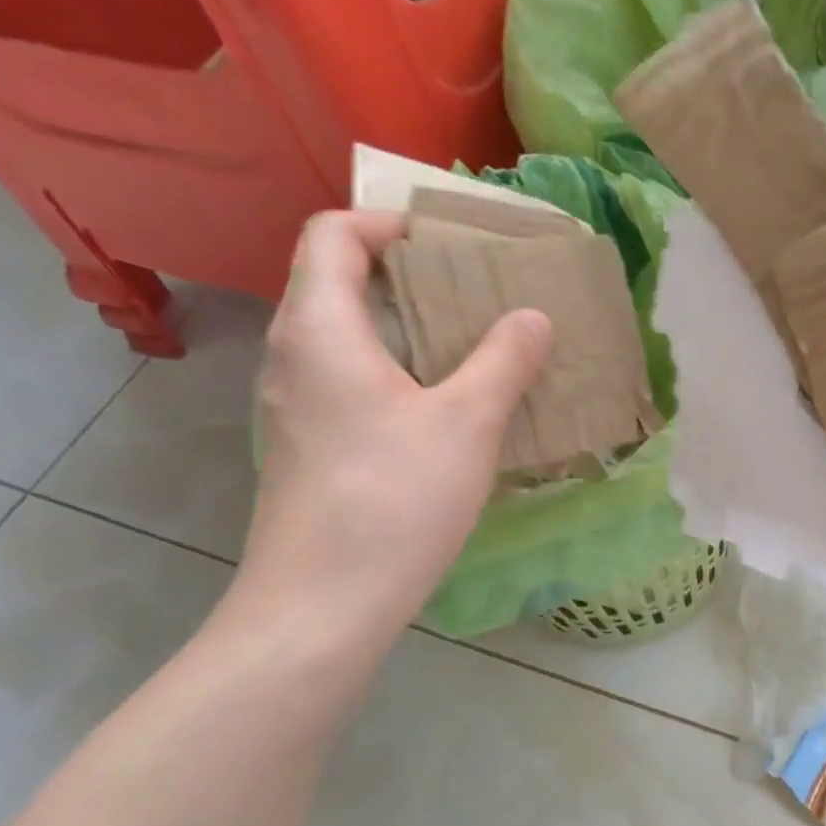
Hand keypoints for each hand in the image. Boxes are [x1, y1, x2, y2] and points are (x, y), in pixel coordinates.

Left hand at [239, 211, 552, 633]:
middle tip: (473, 296)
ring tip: (468, 351)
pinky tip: (441, 415)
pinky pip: (347, 385)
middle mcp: (293, 357)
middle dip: (406, 277)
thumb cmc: (394, 498)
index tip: (446, 243)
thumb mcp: (467, 423)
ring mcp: (292, 408)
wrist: (323, 603)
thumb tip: (532, 317)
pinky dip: (394, 376)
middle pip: (335, 284)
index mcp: (321, 329)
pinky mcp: (305, 450)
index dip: (386, 223)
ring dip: (403, 331)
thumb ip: (503, 361)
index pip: (332, 235)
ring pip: (343, 340)